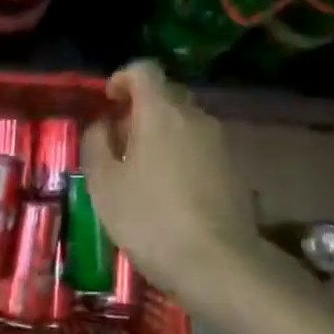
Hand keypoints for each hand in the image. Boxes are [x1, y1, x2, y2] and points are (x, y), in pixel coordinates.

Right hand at [81, 60, 259, 293]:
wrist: (218, 263)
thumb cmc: (149, 218)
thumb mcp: (104, 184)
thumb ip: (96, 144)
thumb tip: (102, 126)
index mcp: (161, 112)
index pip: (144, 70)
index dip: (122, 78)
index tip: (108, 102)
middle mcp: (196, 117)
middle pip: (167, 96)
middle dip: (142, 110)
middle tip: (120, 141)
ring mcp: (221, 143)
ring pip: (186, 124)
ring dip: (163, 135)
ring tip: (143, 171)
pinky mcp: (236, 170)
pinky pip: (202, 149)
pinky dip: (183, 157)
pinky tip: (171, 192)